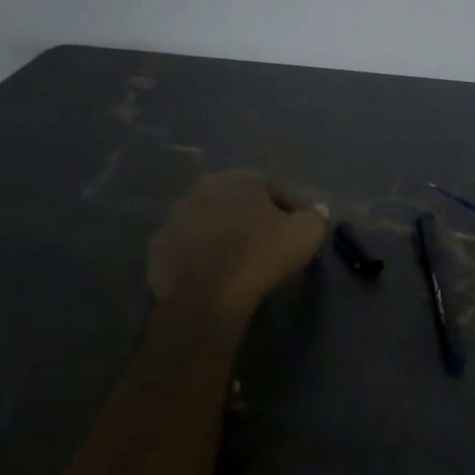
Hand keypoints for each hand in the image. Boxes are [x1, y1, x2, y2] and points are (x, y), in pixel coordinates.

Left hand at [147, 171, 327, 317]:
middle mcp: (202, 189)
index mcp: (238, 178)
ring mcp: (174, 219)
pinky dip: (199, 259)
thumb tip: (318, 211)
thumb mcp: (306, 233)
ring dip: (221, 237)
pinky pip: (186, 250)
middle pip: (235, 202)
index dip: (288, 208)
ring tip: (238, 263)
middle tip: (267, 244)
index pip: (271, 186)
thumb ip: (316, 217)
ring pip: (207, 224)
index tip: (298, 231)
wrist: (207, 295)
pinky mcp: (157, 250)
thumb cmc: (260, 255)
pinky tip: (213, 277)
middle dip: (250, 219)